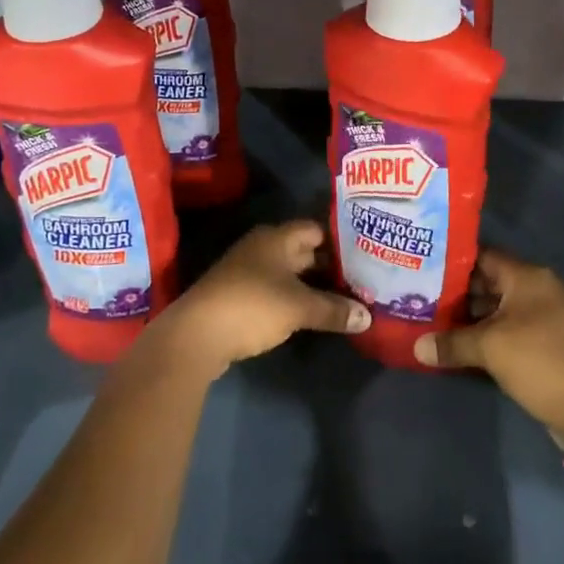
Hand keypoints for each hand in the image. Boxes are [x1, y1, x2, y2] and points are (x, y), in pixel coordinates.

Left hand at [149, 221, 369, 380]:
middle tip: (364, 278)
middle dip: (331, 265)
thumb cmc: (252, 306)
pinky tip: (315, 314)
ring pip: (290, 273)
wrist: (196, 335)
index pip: (316, 229)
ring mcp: (249, 272)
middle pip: (304, 251)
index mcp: (276, 238)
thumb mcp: (299, 307)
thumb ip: (334, 309)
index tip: (367, 252)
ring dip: (314, 285)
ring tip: (347, 298)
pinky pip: (278, 290)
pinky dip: (296, 299)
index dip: (341, 239)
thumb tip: (367, 316)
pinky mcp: (241, 296)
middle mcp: (262, 248)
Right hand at [413, 249, 563, 440]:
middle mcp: (541, 288)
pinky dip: (492, 333)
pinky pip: (514, 327)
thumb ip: (451, 343)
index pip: (484, 256)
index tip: (425, 270)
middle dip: (459, 293)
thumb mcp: (489, 349)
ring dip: (474, 316)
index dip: (453, 262)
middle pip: (491, 282)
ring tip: (436, 323)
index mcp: (529, 277)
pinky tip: (465, 344)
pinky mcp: (552, 340)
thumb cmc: (539, 362)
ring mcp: (549, 315)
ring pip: (502, 307)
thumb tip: (416, 347)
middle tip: (424, 299)